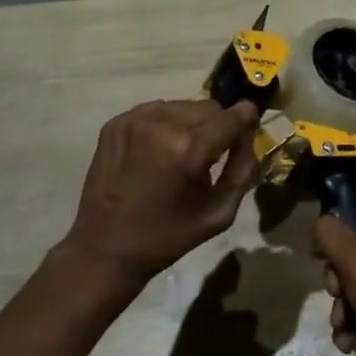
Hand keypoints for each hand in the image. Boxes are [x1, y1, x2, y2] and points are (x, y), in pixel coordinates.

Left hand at [60, 100, 260, 286]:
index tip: (249, 131)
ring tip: (182, 153)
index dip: (247, 122)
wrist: (104, 249)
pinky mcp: (116, 122)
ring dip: (192, 124)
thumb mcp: (220, 212)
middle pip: (210, 107)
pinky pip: (158, 110)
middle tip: (210, 155)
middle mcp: (162, 124)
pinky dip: (167, 124)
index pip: (234, 116)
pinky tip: (159, 151)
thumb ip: (244, 168)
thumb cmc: (168, 236)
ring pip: (184, 105)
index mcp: (189, 150)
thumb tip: (250, 133)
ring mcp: (135, 120)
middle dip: (218, 126)